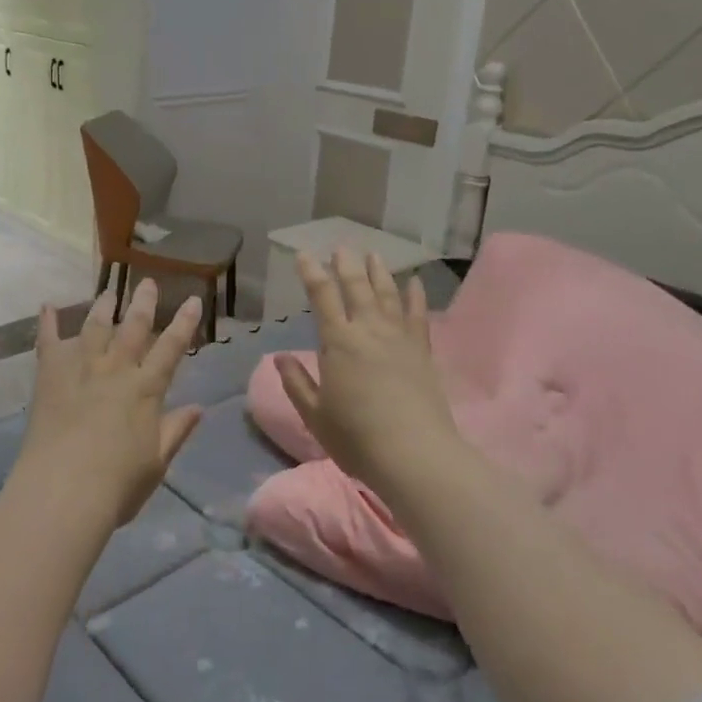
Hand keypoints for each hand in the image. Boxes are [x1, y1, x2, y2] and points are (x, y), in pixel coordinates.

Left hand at [11, 279, 205, 529]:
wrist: (62, 492)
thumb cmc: (117, 485)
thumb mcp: (156, 462)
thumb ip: (175, 430)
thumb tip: (199, 408)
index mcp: (146, 390)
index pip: (171, 348)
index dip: (183, 323)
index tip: (192, 300)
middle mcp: (115, 370)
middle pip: (132, 327)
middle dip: (143, 302)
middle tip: (147, 281)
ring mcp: (80, 369)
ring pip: (94, 327)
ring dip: (103, 306)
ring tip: (109, 291)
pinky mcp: (49, 376)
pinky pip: (48, 342)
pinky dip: (47, 322)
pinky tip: (47, 305)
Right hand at [275, 249, 461, 501]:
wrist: (414, 454)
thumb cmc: (356, 437)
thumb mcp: (315, 415)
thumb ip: (297, 383)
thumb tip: (279, 357)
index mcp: (338, 342)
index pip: (322, 297)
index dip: (312, 273)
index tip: (304, 255)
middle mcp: (368, 330)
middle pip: (357, 287)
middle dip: (346, 265)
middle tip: (342, 246)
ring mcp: (399, 338)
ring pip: (387, 294)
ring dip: (379, 272)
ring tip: (374, 254)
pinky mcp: (422, 351)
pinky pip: (417, 315)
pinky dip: (415, 296)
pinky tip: (414, 282)